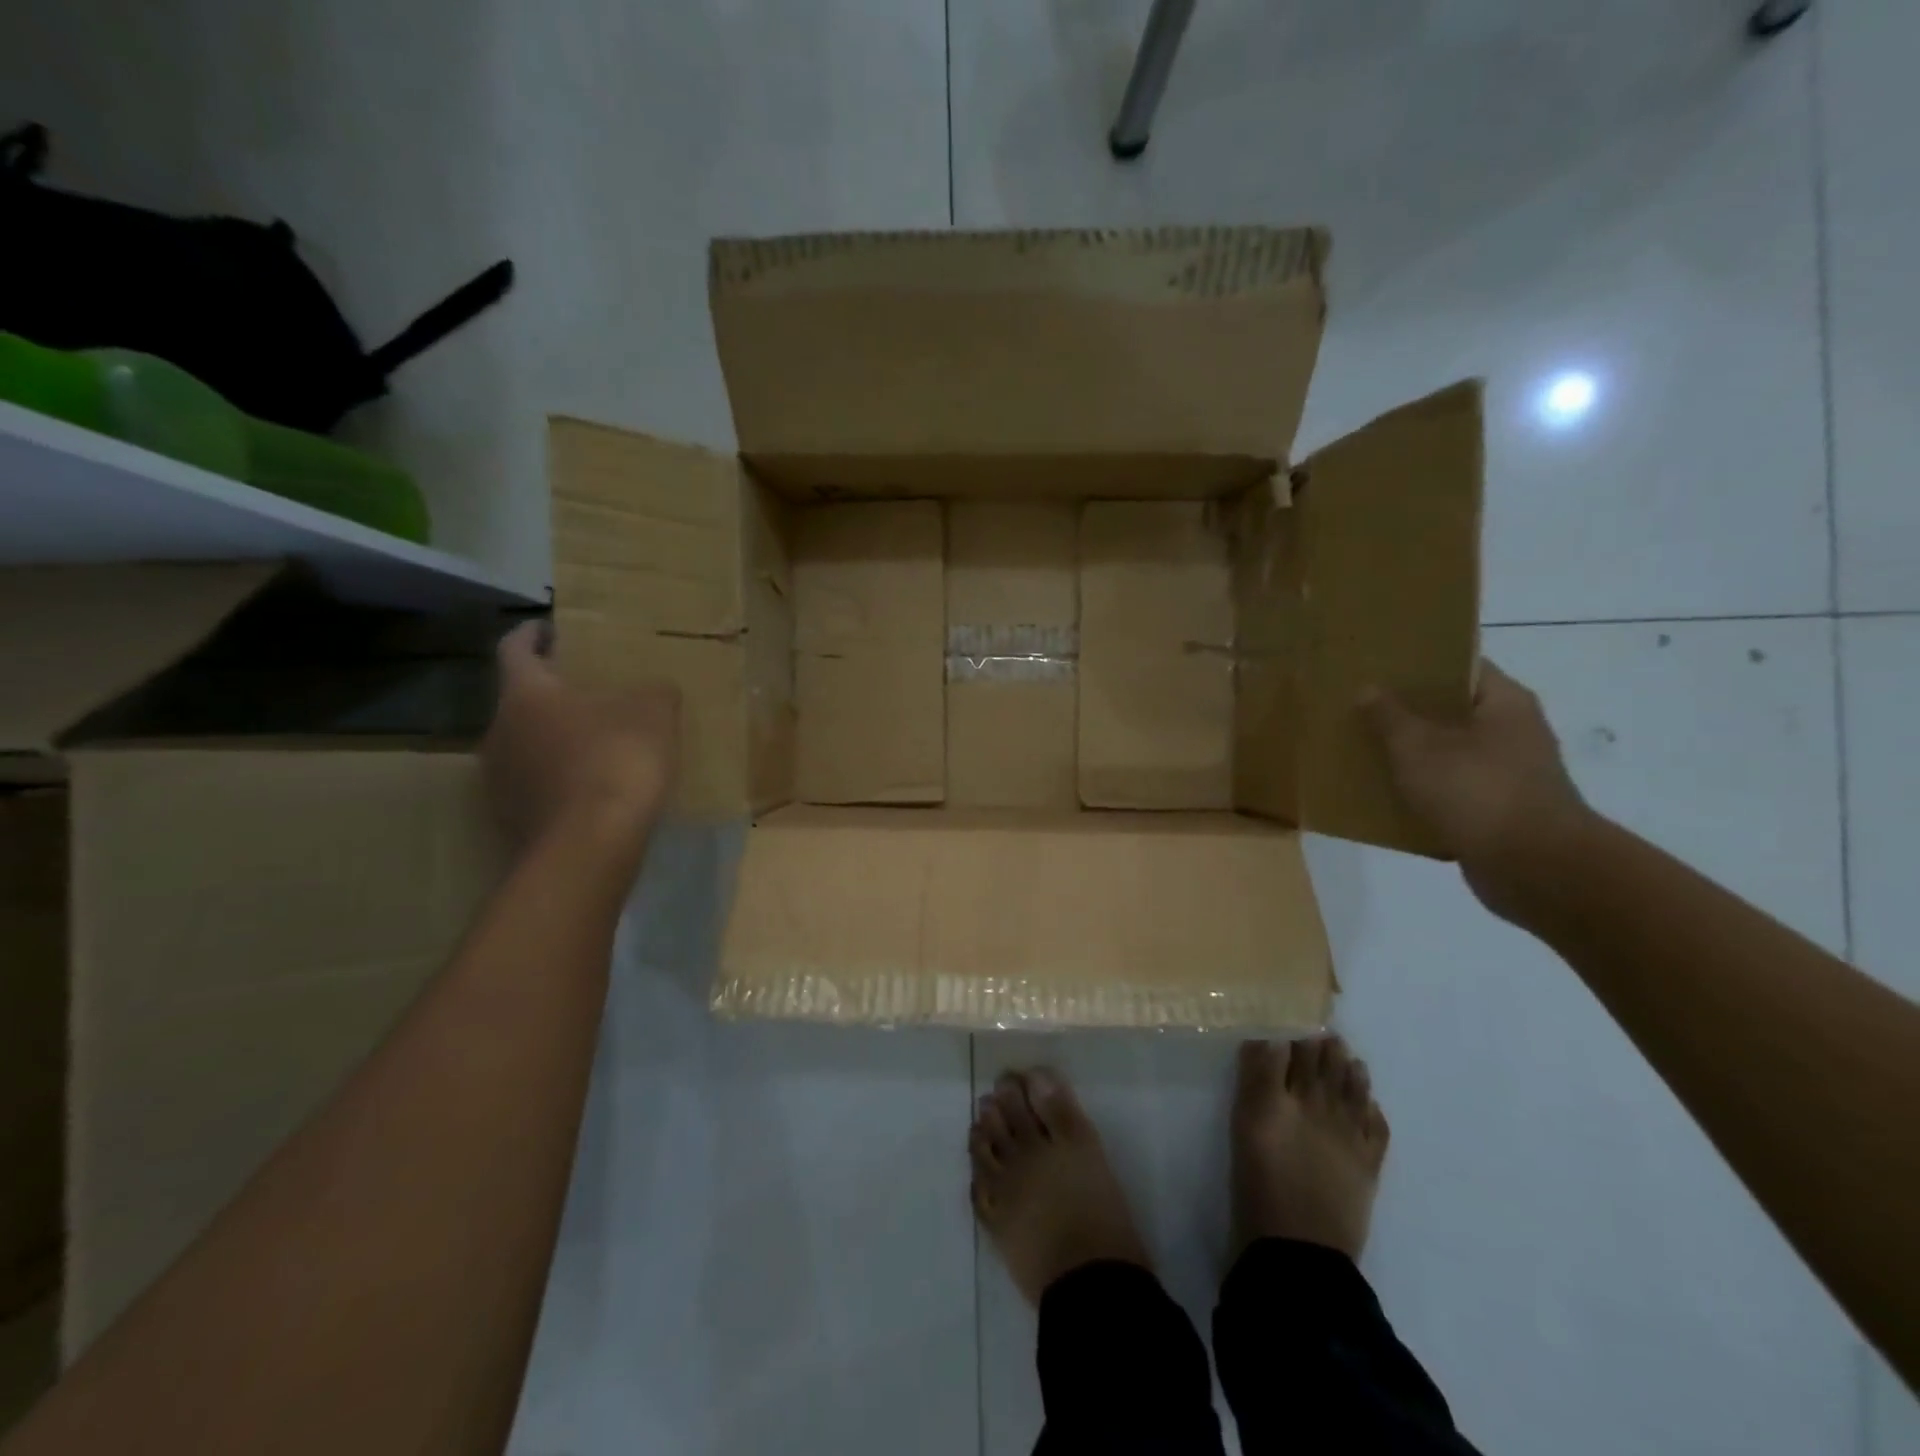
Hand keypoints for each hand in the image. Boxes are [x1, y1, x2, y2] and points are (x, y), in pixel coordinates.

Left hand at [482, 622, 679, 854]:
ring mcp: (500, 778)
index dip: (532, 634)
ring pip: (527, 744)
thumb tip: (656, 691)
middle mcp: (499, 730)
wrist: (590, 845)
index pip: (515, 648)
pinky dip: (560, 779)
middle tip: (590, 692)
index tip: (549, 628)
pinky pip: (537, 784)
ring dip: (555, 739)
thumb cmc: (616, 760)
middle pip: (521, 700)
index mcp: (526, 693)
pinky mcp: (511, 818)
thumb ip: (655, 693)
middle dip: (553, 693)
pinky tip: (595, 787)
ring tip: (597, 742)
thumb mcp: (655, 714)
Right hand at [1363, 661, 1593, 917]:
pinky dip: (1421, 792)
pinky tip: (1383, 795)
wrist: (1535, 868)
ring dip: (1411, 754)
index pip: (1459, 666)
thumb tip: (1368, 689)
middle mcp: (1513, 731)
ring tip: (1362, 750)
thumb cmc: (1477, 791)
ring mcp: (1508, 774)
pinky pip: (1450, 791)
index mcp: (1503, 702)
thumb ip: (1389, 716)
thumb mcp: (1418, 747)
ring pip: (1448, 753)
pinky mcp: (1498, 811)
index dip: (1419, 664)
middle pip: (1451, 710)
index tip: (1377, 666)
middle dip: (1406, 711)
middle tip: (1359, 707)